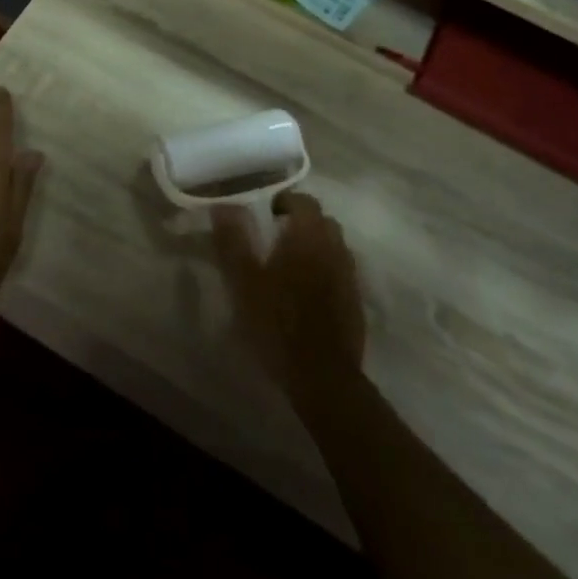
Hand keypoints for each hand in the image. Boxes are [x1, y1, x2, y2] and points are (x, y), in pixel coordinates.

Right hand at [212, 193, 365, 401]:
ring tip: (289, 265)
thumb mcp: (243, 282)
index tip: (265, 214)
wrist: (323, 377)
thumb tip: (222, 205)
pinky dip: (325, 270)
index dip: (285, 201)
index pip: (303, 201)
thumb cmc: (277, 323)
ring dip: (314, 246)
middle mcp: (334, 248)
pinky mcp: (355, 301)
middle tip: (274, 237)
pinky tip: (306, 292)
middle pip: (322, 221)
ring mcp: (349, 276)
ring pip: (333, 246)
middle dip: (301, 222)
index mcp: (308, 237)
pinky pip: (340, 271)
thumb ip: (233, 241)